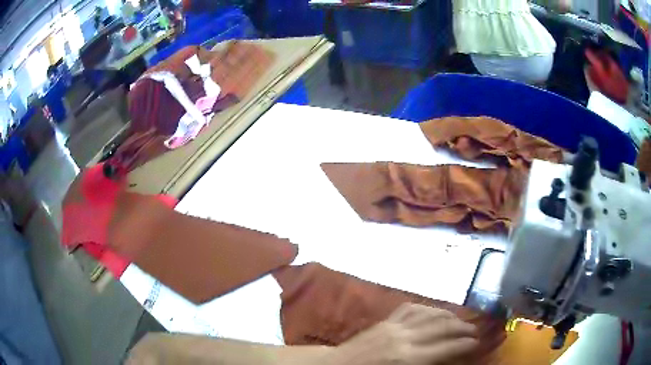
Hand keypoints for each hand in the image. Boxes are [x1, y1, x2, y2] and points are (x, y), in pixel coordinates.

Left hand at [326, 303, 478, 364]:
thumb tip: (448, 360)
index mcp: (408, 358)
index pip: (448, 347)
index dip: (467, 344)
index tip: (477, 344)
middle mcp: (405, 338)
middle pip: (443, 327)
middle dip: (463, 328)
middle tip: (474, 332)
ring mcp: (394, 326)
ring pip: (430, 313)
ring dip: (449, 315)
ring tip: (460, 321)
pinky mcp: (385, 320)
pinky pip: (412, 308)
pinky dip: (428, 308)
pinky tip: (435, 312)